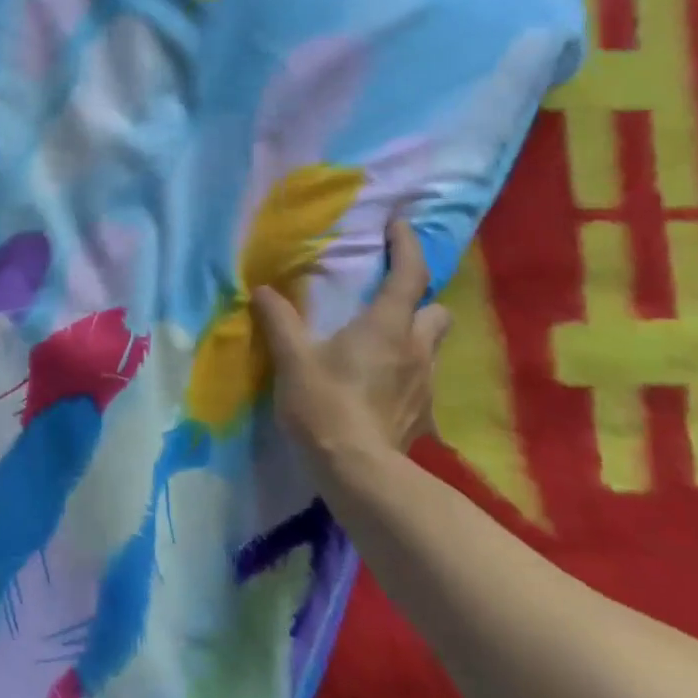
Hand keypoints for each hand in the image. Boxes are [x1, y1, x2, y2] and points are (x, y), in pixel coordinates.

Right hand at [251, 218, 450, 462]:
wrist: (358, 472)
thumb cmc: (325, 405)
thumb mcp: (293, 359)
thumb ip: (279, 320)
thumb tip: (262, 289)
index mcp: (387, 326)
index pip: (409, 274)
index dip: (407, 245)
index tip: (399, 225)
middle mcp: (416, 349)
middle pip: (435, 310)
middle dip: (418, 299)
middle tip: (388, 300)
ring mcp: (424, 384)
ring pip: (430, 346)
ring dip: (413, 336)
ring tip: (381, 344)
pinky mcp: (422, 415)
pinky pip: (420, 381)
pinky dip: (404, 374)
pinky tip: (378, 388)